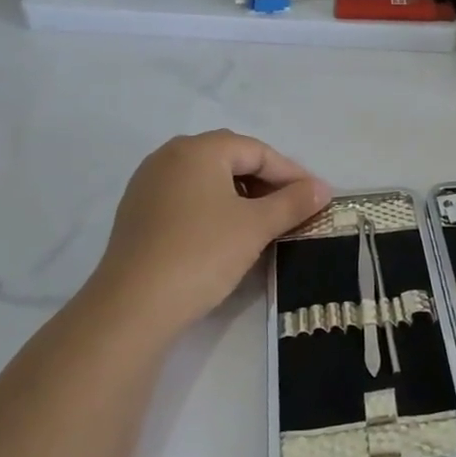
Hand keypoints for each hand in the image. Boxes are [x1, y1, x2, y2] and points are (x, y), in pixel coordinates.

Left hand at [81, 131, 328, 334]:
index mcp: (197, 150)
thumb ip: (292, 202)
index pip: (256, 151)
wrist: (133, 306)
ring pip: (207, 179)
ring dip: (240, 195)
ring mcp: (148, 185)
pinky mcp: (137, 214)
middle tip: (292, 208)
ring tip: (264, 223)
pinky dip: (213, 208)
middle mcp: (169, 157)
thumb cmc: (202, 254)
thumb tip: (322, 188)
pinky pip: (186, 198)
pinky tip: (227, 234)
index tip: (316, 197)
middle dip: (266, 181)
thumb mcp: (256, 227)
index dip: (290, 173)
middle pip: (230, 159)